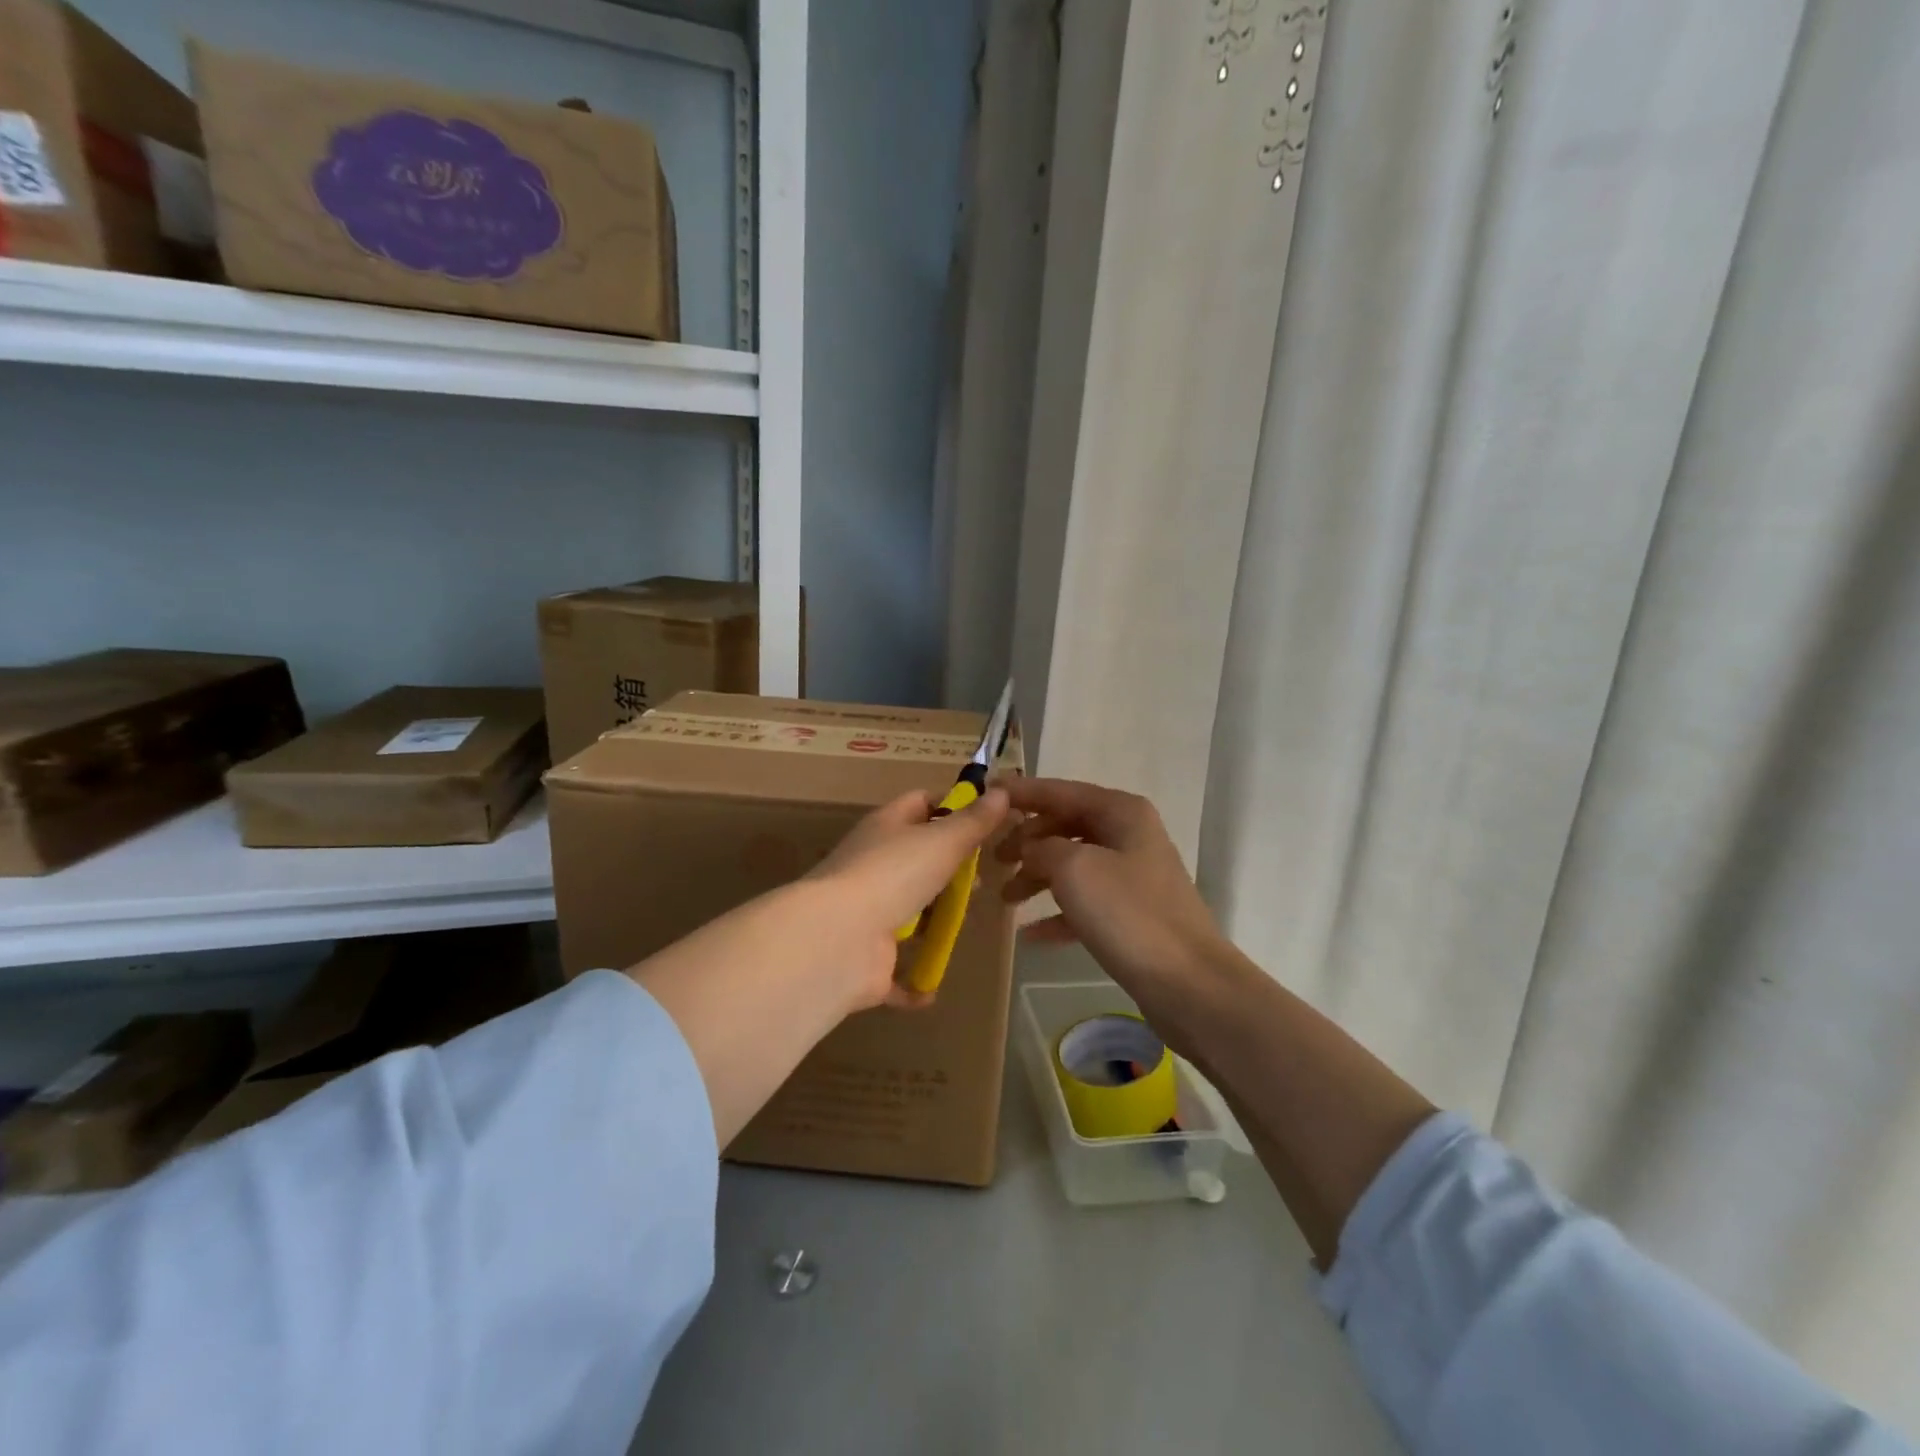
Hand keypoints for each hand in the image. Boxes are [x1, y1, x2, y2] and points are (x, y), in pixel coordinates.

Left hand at [804, 786, 1011, 1010]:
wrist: (839, 939)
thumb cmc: (893, 875)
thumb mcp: (942, 840)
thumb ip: (974, 821)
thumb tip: (1002, 791)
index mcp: (886, 828)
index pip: (920, 803)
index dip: (951, 806)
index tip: (985, 820)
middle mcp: (873, 866)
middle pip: (917, 860)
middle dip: (950, 870)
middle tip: (981, 880)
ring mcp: (867, 914)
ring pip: (907, 912)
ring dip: (934, 921)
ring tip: (964, 923)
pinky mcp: (868, 959)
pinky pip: (896, 972)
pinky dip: (914, 982)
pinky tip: (933, 988)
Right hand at [997, 779, 1227, 1027]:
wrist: (1189, 983)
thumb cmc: (1128, 913)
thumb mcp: (1074, 868)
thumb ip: (1042, 847)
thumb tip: (1030, 847)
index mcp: (1121, 812)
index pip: (1060, 791)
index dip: (1022, 791)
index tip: (985, 791)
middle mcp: (1129, 835)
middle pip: (1065, 825)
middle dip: (1026, 839)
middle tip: (992, 858)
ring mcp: (1133, 876)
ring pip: (1072, 864)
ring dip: (1036, 877)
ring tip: (1004, 898)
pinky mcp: (1132, 914)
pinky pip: (1085, 903)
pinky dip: (1057, 913)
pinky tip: (1030, 934)